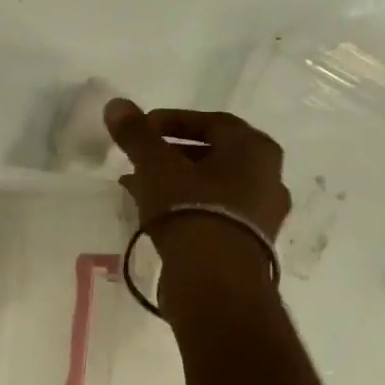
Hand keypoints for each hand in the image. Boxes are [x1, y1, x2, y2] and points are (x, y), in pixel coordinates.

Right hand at [104, 99, 289, 289]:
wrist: (216, 281)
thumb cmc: (191, 209)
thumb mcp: (156, 166)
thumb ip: (136, 135)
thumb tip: (116, 104)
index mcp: (255, 150)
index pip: (213, 122)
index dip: (174, 120)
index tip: (143, 128)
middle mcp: (268, 178)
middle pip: (214, 155)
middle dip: (172, 154)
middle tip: (140, 158)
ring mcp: (262, 215)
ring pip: (212, 186)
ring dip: (176, 182)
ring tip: (139, 187)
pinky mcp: (248, 244)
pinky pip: (213, 213)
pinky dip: (186, 206)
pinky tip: (155, 214)